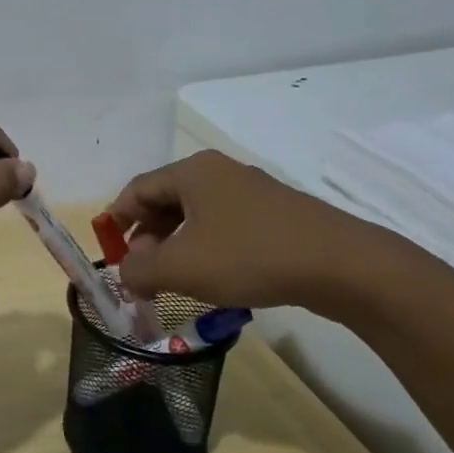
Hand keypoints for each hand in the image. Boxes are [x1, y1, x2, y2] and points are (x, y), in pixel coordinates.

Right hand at [106, 150, 385, 310]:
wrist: (342, 265)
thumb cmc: (248, 256)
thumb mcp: (180, 268)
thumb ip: (138, 270)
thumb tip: (126, 274)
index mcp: (191, 172)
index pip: (137, 189)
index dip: (117, 221)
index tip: (111, 254)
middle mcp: (219, 172)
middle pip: (165, 201)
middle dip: (147, 237)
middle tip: (145, 273)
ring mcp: (251, 191)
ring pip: (196, 215)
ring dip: (177, 246)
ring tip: (177, 280)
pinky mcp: (276, 214)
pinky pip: (224, 226)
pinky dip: (207, 248)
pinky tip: (215, 278)